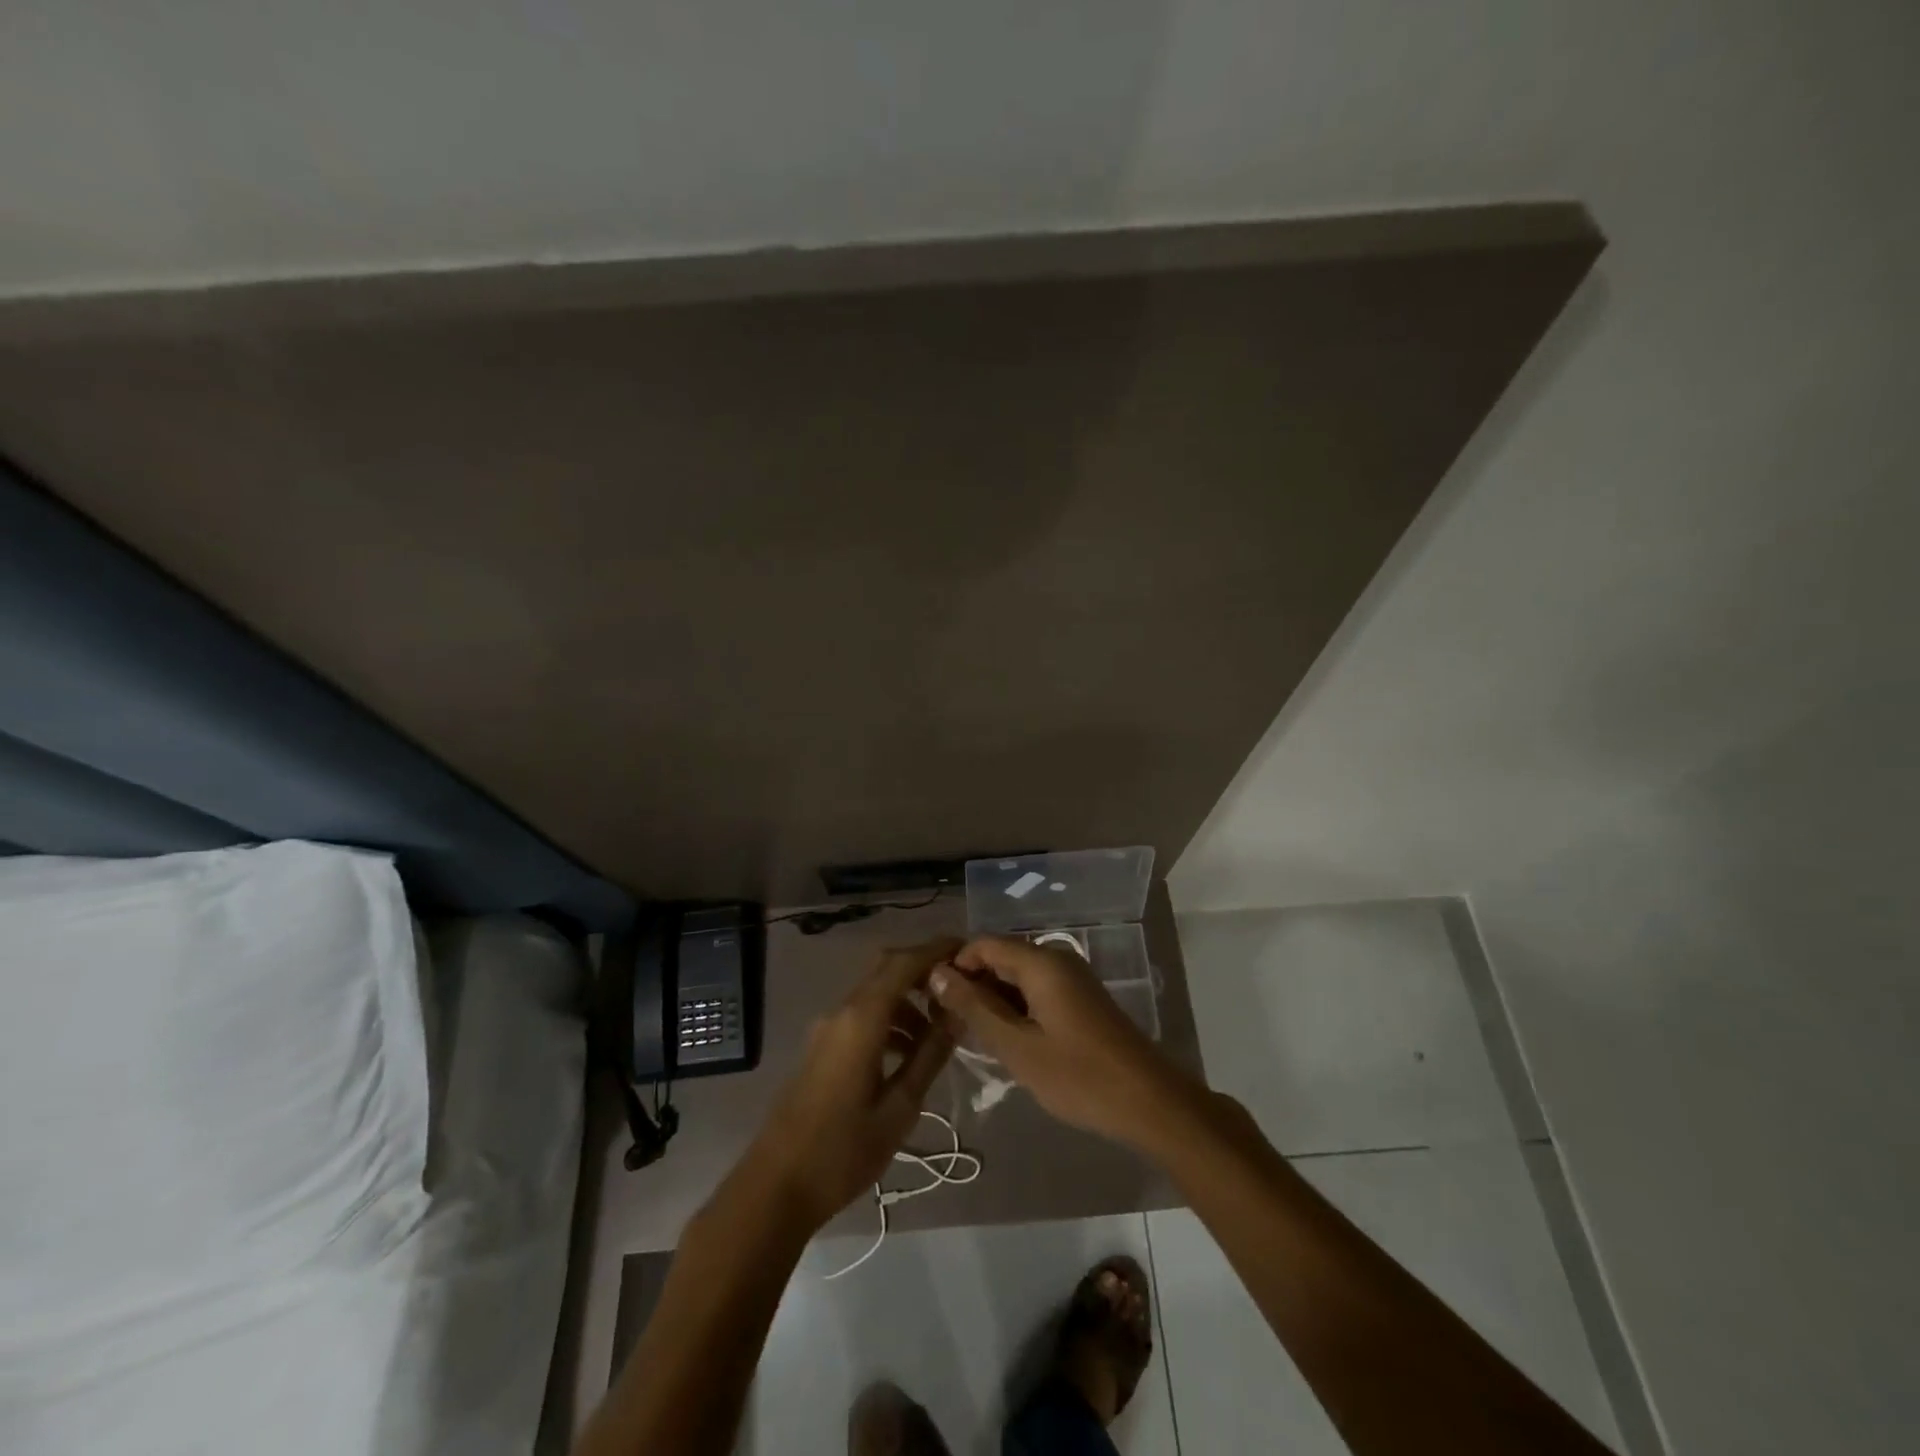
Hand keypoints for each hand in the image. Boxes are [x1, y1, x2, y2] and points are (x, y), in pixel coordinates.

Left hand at [742, 938, 958, 1230]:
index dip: (936, 950)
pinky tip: (908, 1055)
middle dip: (923, 971)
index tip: (968, 950)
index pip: (904, 963)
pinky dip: (890, 1020)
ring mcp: (826, 1029)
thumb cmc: (843, 1151)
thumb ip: (930, 1055)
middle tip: (959, 988)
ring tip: (940, 1034)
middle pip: (886, 969)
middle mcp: (841, 1011)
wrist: (775, 1188)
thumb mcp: (899, 1107)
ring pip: (874, 994)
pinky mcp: (821, 1048)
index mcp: (862, 1019)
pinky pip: (861, 1016)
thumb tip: (958, 1014)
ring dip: (908, 1001)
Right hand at [928, 935, 1191, 1149]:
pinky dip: (1015, 1008)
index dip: (954, 965)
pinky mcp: (1081, 1000)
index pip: (983, 944)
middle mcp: (1057, 959)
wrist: (1149, 1102)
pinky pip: (1036, 991)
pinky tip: (1006, 1040)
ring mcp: (1072, 979)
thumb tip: (937, 973)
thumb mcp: (1017, 1046)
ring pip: (1018, 976)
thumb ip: (975, 1007)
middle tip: (948, 1023)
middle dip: (972, 984)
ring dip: (993, 999)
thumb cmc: (1078, 1076)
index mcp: (1042, 962)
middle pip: (1001, 957)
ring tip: (971, 1036)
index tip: (932, 1000)